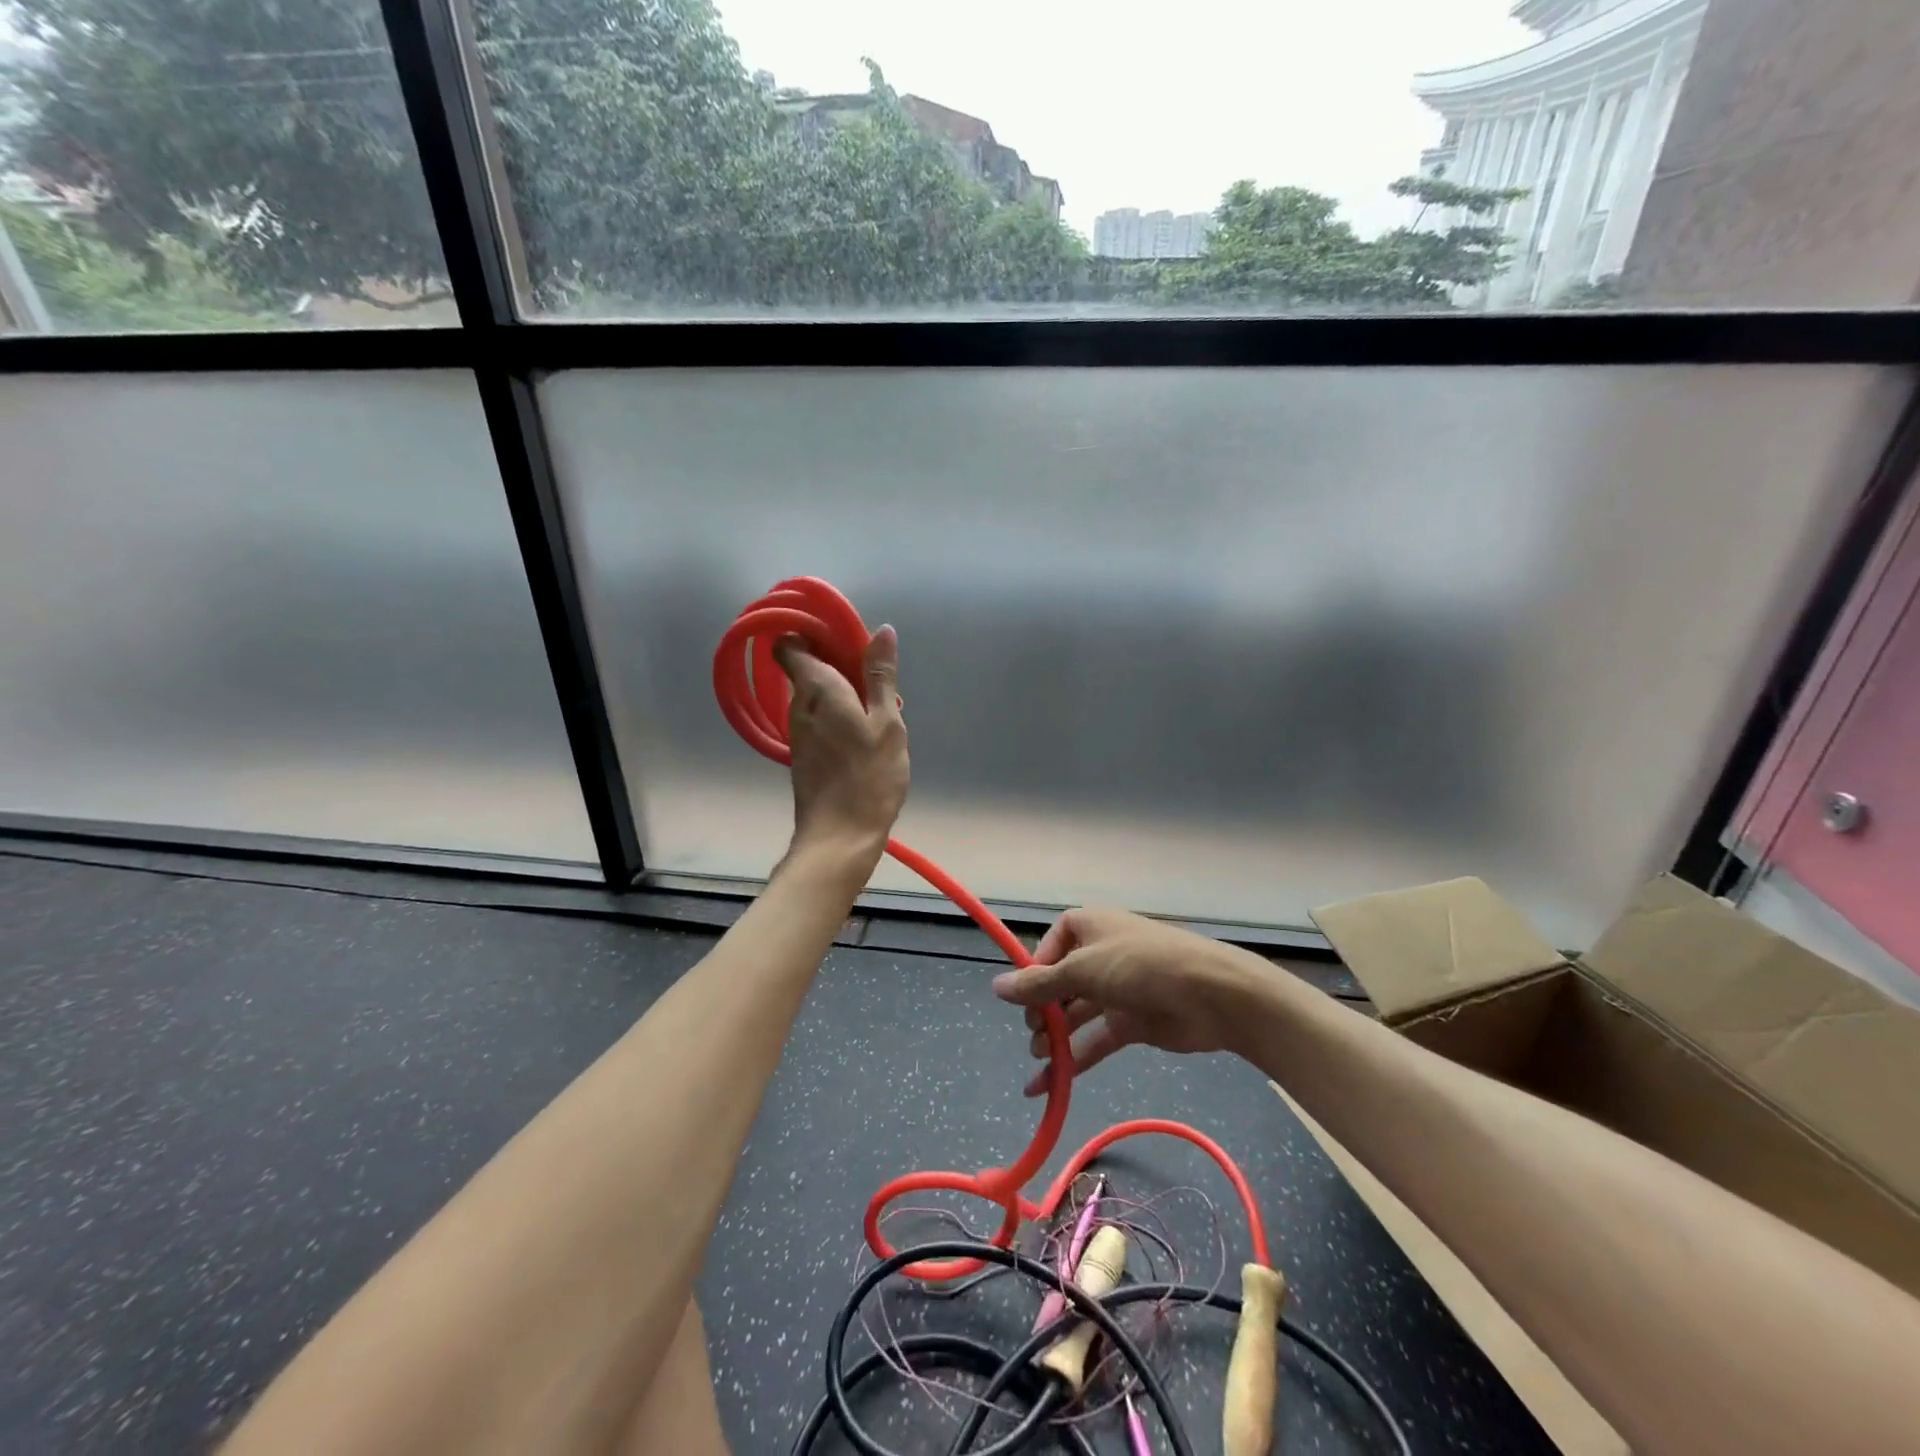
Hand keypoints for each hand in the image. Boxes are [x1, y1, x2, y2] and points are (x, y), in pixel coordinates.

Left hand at [774, 625, 908, 865]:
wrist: (839, 837)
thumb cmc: (868, 776)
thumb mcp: (886, 722)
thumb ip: (881, 676)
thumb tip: (882, 631)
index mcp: (816, 689)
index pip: (790, 644)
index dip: (812, 632)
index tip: (844, 636)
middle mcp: (798, 705)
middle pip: (807, 667)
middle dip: (837, 662)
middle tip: (876, 676)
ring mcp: (798, 731)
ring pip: (814, 694)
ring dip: (842, 690)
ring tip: (878, 707)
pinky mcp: (803, 753)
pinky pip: (818, 717)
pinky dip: (838, 713)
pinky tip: (865, 733)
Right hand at [992, 908, 1271, 1094]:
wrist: (1212, 995)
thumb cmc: (1141, 965)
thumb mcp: (1083, 969)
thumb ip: (1040, 984)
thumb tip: (997, 988)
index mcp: (1090, 927)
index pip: (1051, 945)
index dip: (1036, 969)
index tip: (1025, 996)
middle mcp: (1101, 955)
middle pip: (1061, 982)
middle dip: (1043, 1010)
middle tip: (1035, 1034)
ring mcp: (1118, 990)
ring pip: (1076, 1015)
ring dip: (1055, 1038)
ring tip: (1040, 1060)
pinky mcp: (1133, 1023)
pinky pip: (1094, 1040)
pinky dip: (1073, 1061)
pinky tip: (1048, 1087)